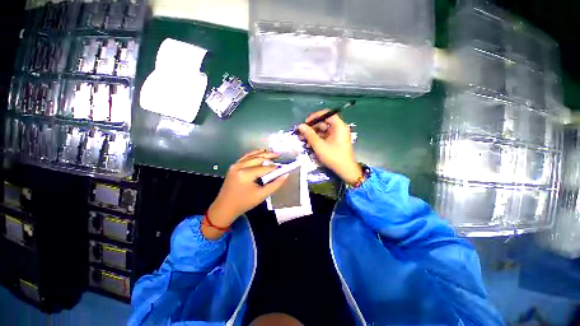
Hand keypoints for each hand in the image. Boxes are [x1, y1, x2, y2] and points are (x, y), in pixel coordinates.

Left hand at [203, 149, 287, 239]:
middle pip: (258, 158)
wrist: (224, 207)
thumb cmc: (244, 203)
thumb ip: (275, 184)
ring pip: (251, 155)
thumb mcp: (261, 195)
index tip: (283, 166)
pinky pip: (245, 157)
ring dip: (262, 153)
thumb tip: (286, 175)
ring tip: (272, 152)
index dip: (274, 167)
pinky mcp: (233, 166)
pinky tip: (260, 152)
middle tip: (279, 154)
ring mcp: (235, 165)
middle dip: (269, 156)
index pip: (264, 168)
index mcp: (246, 174)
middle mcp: (240, 166)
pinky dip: (253, 154)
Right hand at [297, 110, 361, 184]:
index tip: (305, 123)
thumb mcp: (319, 145)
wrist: (345, 170)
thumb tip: (300, 126)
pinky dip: (317, 139)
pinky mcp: (335, 141)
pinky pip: (325, 137)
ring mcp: (337, 135)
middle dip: (311, 128)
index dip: (314, 117)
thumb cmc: (333, 157)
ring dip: (312, 135)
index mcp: (338, 126)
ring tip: (303, 140)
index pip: (326, 114)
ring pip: (323, 130)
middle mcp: (339, 128)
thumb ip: (309, 134)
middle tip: (301, 134)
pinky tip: (309, 145)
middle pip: (323, 123)